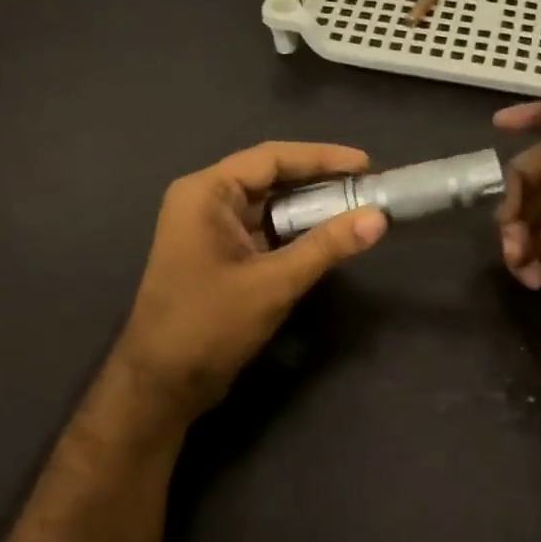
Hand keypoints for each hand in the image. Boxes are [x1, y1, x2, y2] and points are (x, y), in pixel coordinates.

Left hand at [115, 141, 387, 417]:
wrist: (161, 384)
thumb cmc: (209, 325)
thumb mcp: (273, 283)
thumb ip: (325, 247)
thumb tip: (378, 218)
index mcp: (206, 193)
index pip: (271, 158)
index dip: (322, 158)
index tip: (367, 164)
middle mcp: (205, 202)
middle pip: (270, 179)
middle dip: (320, 183)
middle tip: (368, 188)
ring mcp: (210, 230)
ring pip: (269, 207)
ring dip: (310, 210)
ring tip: (358, 210)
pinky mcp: (219, 256)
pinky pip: (264, 232)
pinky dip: (295, 234)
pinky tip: (329, 238)